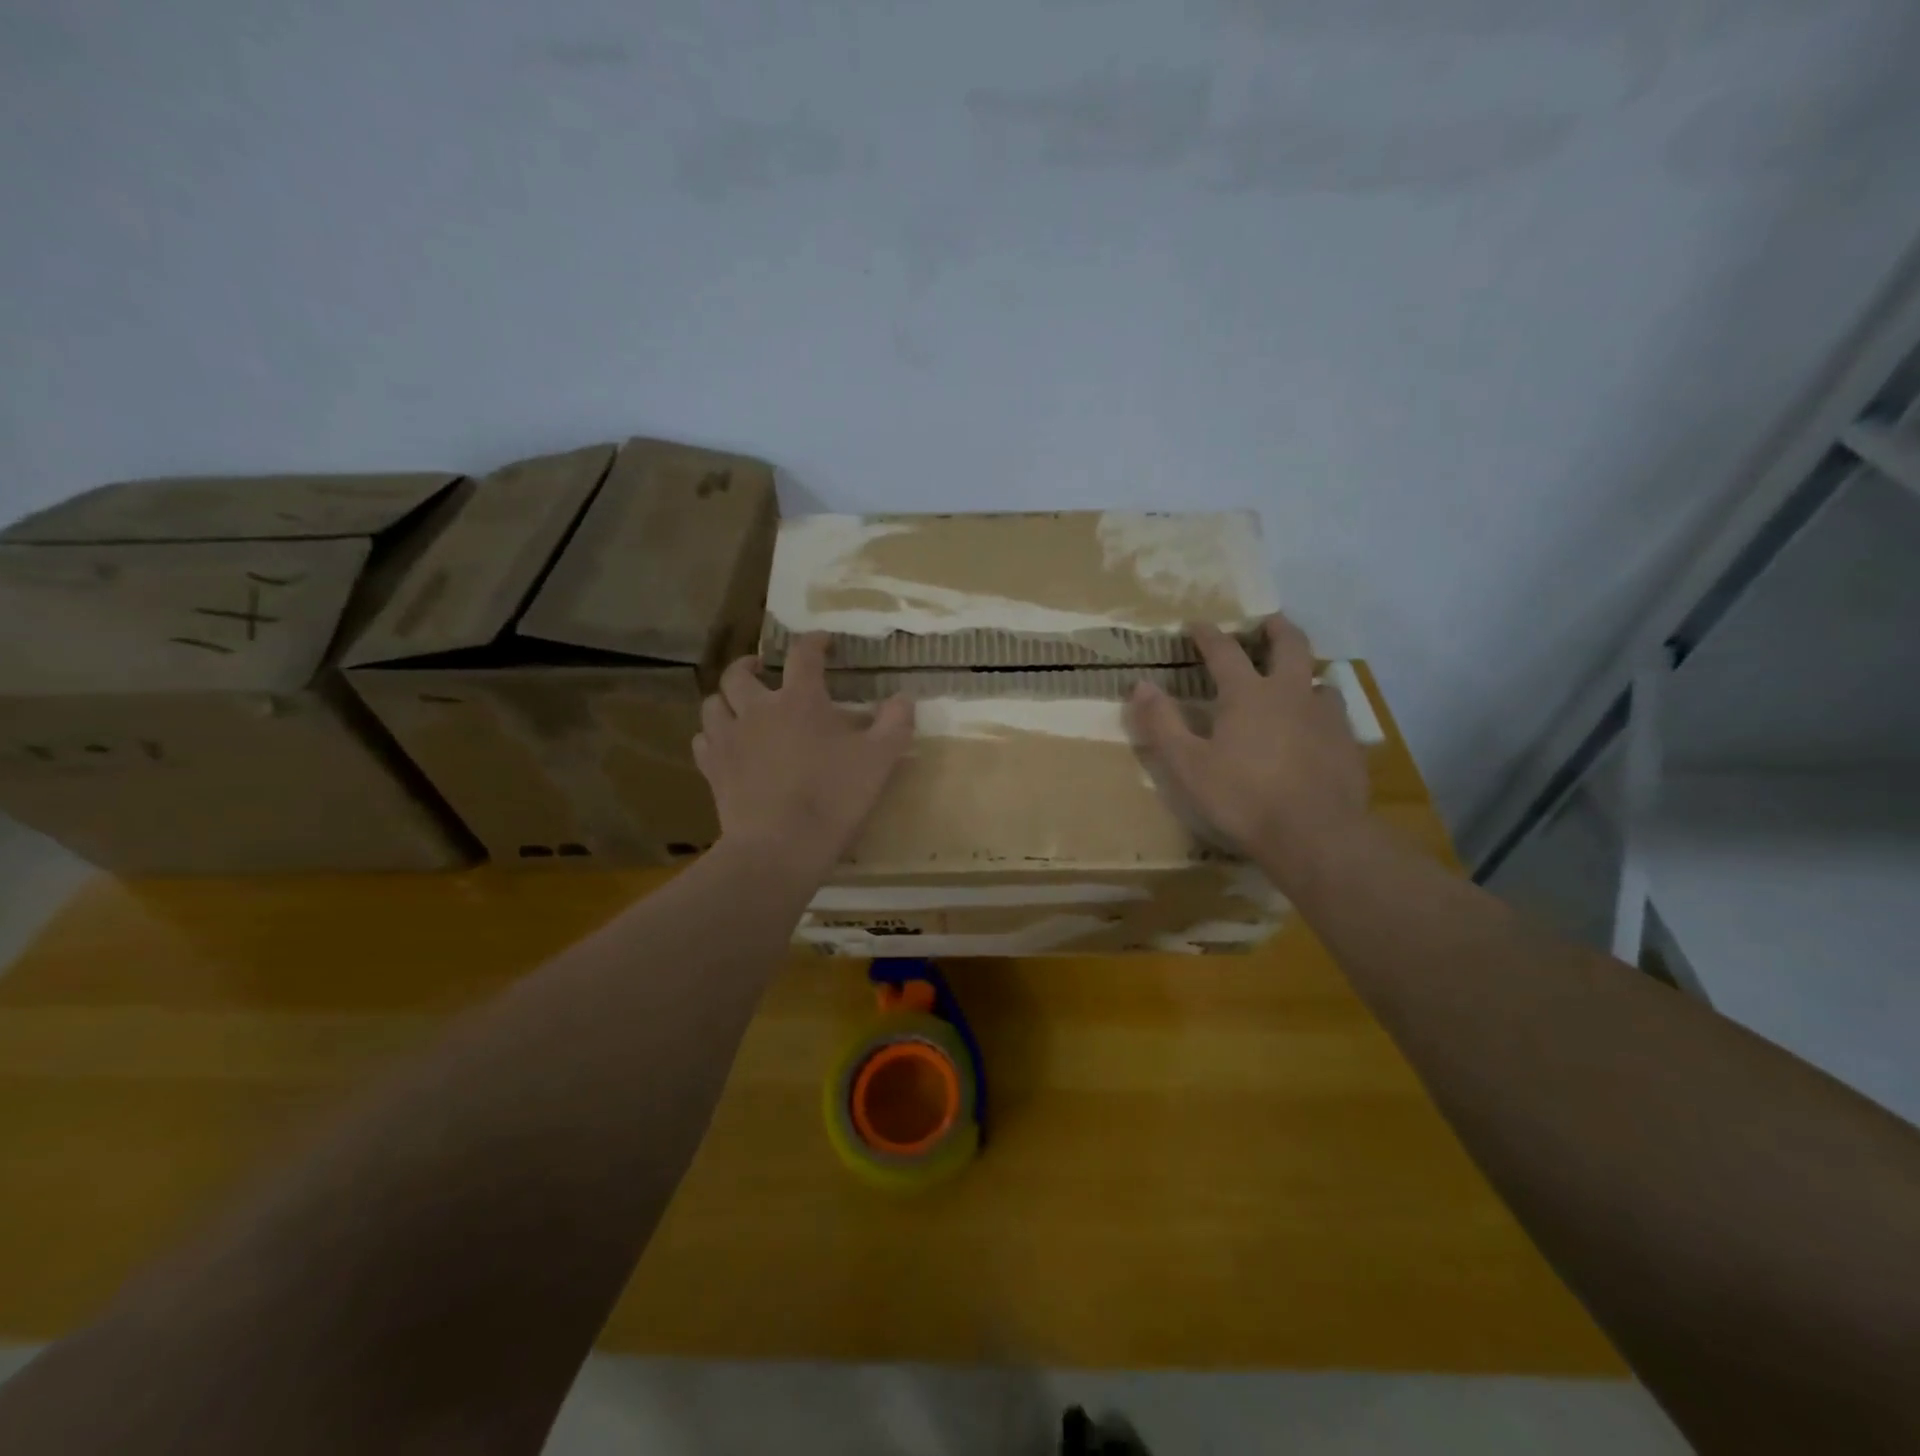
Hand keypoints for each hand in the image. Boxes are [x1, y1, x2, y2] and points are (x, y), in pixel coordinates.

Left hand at [692, 633, 914, 874]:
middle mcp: (757, 709)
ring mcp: (729, 739)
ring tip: (738, 705)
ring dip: (725, 699)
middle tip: (762, 668)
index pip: (804, 655)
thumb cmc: (833, 797)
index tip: (823, 640)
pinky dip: (712, 736)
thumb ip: (895, 723)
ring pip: (713, 704)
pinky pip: (702, 741)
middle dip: (749, 664)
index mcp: (799, 700)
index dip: (814, 641)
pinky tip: (724, 745)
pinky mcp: (712, 769)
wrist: (780, 846)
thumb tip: (903, 698)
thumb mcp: (880, 760)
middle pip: (739, 673)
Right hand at [1126, 614, 1367, 883]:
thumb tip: (1141, 685)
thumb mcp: (1188, 765)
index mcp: (1248, 694)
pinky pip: (1336, 716)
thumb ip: (1163, 723)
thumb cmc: (1242, 798)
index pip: (1225, 651)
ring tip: (1297, 682)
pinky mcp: (1348, 744)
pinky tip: (1317, 730)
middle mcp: (1291, 694)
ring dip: (1306, 673)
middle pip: (1291, 645)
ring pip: (1320, 680)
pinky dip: (1322, 712)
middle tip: (1269, 622)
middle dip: (1277, 628)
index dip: (1208, 635)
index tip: (1196, 625)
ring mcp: (1326, 717)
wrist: (1315, 835)